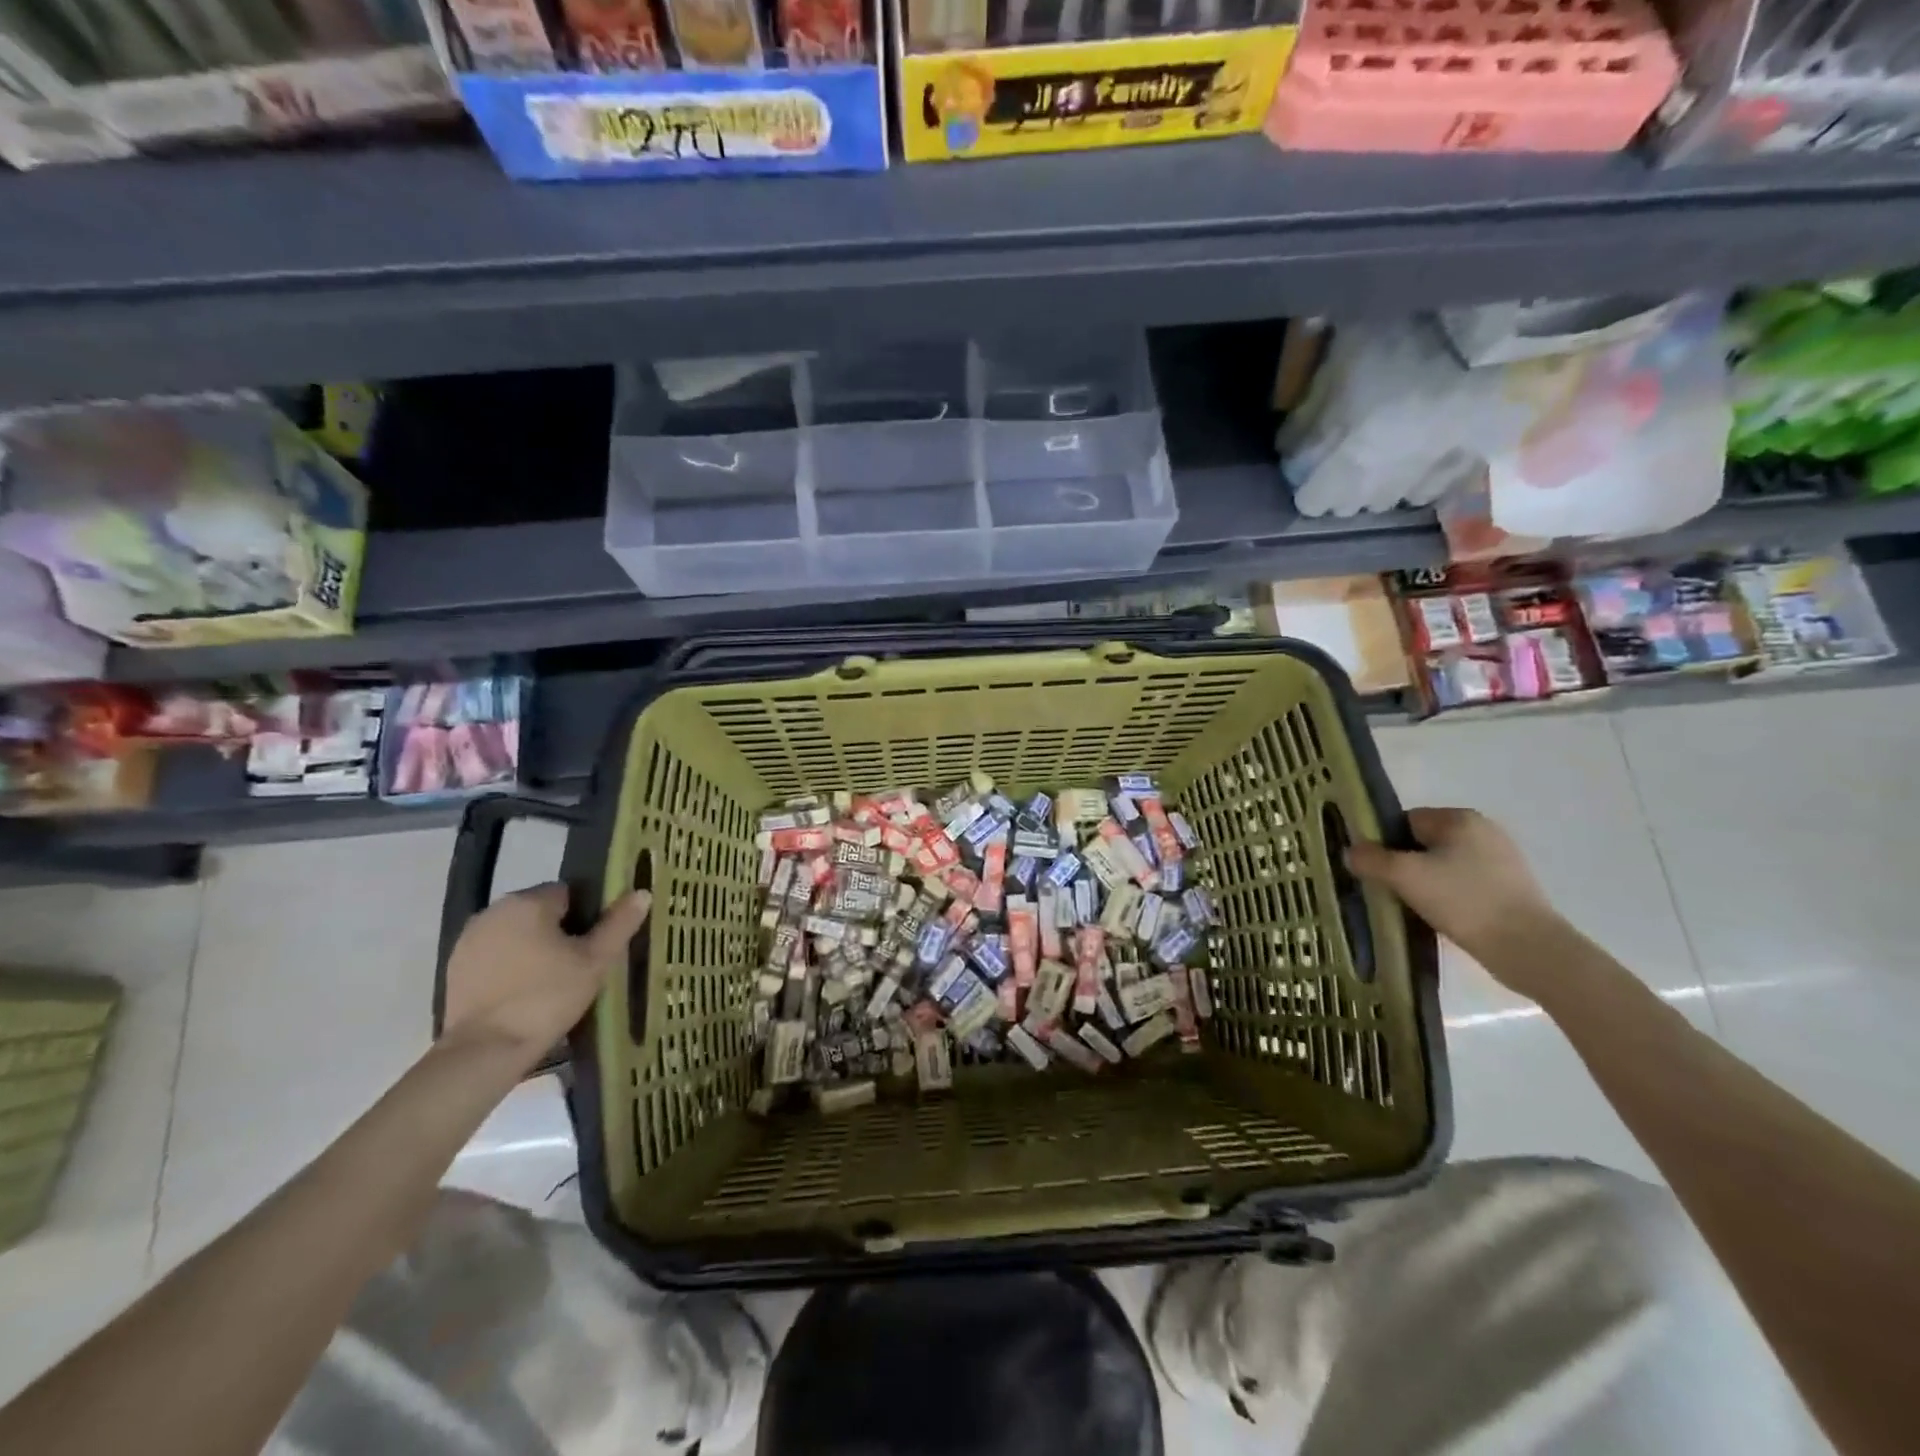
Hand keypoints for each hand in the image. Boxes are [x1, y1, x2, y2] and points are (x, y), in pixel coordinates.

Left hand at [441, 884, 649, 1070]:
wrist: (485, 1050)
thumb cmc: (547, 997)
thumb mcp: (595, 961)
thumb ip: (619, 923)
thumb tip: (641, 892)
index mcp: (528, 901)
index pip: (568, 893)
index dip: (586, 916)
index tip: (594, 945)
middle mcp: (493, 910)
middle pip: (540, 911)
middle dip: (558, 931)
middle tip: (577, 966)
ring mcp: (469, 939)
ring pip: (516, 933)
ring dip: (532, 948)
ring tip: (550, 982)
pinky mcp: (455, 968)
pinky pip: (494, 955)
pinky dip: (509, 966)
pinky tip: (522, 994)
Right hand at [1345, 808, 1567, 987]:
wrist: (1528, 949)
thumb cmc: (1462, 901)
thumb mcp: (1404, 876)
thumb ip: (1370, 859)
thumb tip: (1351, 851)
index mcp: (1460, 818)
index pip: (1405, 821)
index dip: (1385, 844)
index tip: (1376, 871)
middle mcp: (1483, 831)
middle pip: (1423, 843)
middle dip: (1404, 865)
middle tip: (1391, 891)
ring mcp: (1502, 860)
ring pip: (1443, 866)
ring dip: (1425, 883)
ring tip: (1413, 908)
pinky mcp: (1511, 888)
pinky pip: (1463, 884)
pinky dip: (1448, 897)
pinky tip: (1441, 917)